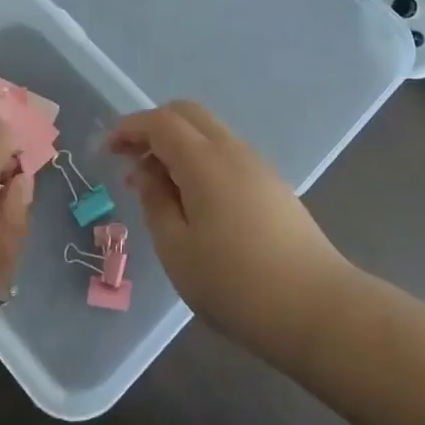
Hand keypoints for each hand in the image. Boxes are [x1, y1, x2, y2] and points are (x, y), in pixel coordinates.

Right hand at [110, 101, 350, 366]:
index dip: (128, 128)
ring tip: (156, 186)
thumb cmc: (237, 284)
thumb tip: (146, 172)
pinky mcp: (272, 185)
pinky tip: (191, 199)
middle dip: (152, 127)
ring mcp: (257, 165)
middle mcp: (232, 150)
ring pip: (208, 132)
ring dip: (176, 144)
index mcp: (204, 160)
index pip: (159, 122)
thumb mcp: (177, 249)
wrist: (319, 310)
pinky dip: (198, 159)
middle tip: (128, 160)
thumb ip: (155, 202)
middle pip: (186, 114)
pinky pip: (225, 153)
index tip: (105, 150)